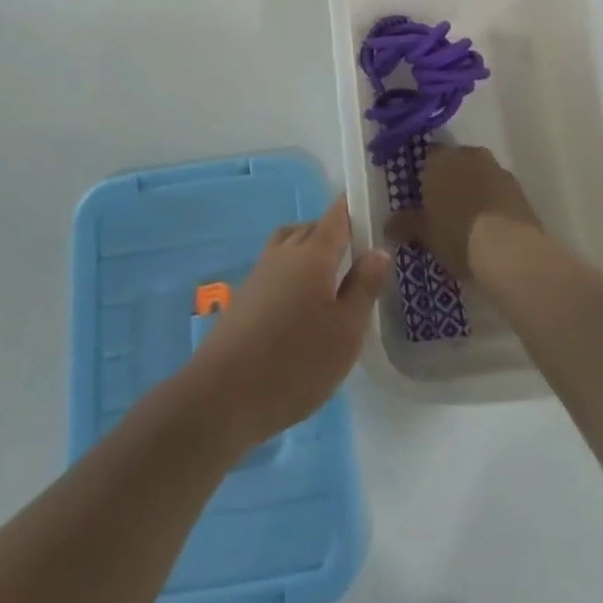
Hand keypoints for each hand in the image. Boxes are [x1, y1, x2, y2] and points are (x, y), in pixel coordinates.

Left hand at [181, 196, 388, 448]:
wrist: (224, 394)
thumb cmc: (296, 362)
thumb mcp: (346, 332)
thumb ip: (364, 288)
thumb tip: (379, 250)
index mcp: (313, 254)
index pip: (337, 216)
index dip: (354, 208)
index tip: (373, 209)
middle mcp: (285, 253)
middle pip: (312, 228)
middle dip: (335, 232)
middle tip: (359, 254)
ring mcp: (260, 272)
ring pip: (290, 244)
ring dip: (310, 250)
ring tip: (331, 278)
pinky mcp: (245, 296)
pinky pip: (276, 267)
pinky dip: (293, 272)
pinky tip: (302, 305)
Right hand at [384, 144, 541, 278]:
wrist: (510, 250)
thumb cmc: (457, 234)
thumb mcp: (425, 234)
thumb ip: (406, 225)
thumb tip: (389, 225)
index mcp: (440, 159)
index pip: (428, 157)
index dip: (425, 176)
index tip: (423, 199)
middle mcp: (469, 155)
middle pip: (456, 163)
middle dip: (451, 181)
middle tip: (444, 210)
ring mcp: (497, 169)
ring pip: (479, 175)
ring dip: (474, 190)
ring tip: (468, 221)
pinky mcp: (520, 189)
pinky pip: (498, 191)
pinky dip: (493, 203)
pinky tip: (490, 227)